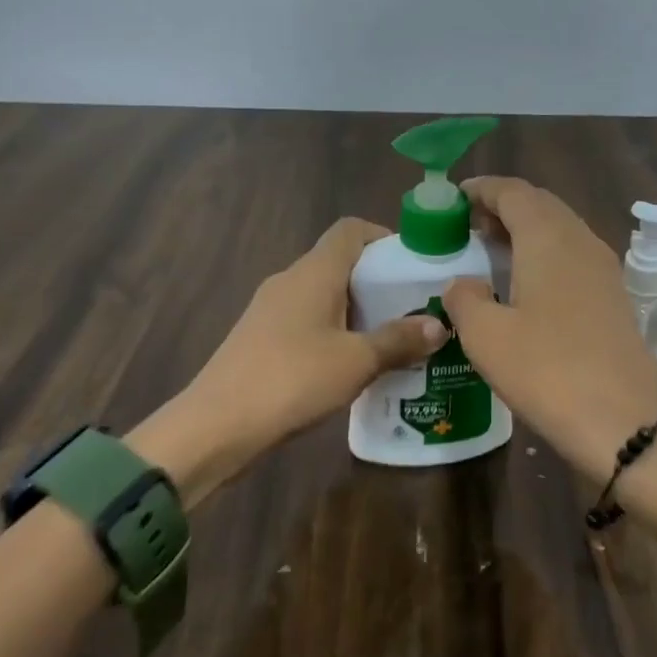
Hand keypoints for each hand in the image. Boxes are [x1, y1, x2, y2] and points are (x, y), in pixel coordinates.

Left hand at [165, 218, 445, 488]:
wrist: (216, 427)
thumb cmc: (292, 380)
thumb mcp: (356, 362)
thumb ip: (399, 340)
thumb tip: (440, 324)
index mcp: (314, 272)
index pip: (351, 230)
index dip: (384, 237)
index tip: (414, 265)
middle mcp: (290, 280)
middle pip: (340, 262)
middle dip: (379, 281)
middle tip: (414, 309)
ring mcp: (271, 309)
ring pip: (324, 295)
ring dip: (358, 310)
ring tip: (392, 340)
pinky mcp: (261, 338)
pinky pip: (308, 320)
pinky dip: (335, 331)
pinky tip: (353, 365)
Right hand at [442, 177, 656, 483]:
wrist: (626, 423)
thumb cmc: (548, 371)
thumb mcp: (486, 336)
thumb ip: (465, 298)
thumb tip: (463, 284)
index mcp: (548, 238)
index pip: (513, 191)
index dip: (482, 189)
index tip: (453, 199)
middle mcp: (580, 241)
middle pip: (540, 204)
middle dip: (502, 207)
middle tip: (467, 227)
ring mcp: (603, 269)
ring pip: (559, 230)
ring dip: (524, 231)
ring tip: (491, 253)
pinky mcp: (613, 297)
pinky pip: (572, 256)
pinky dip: (543, 255)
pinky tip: (525, 287)